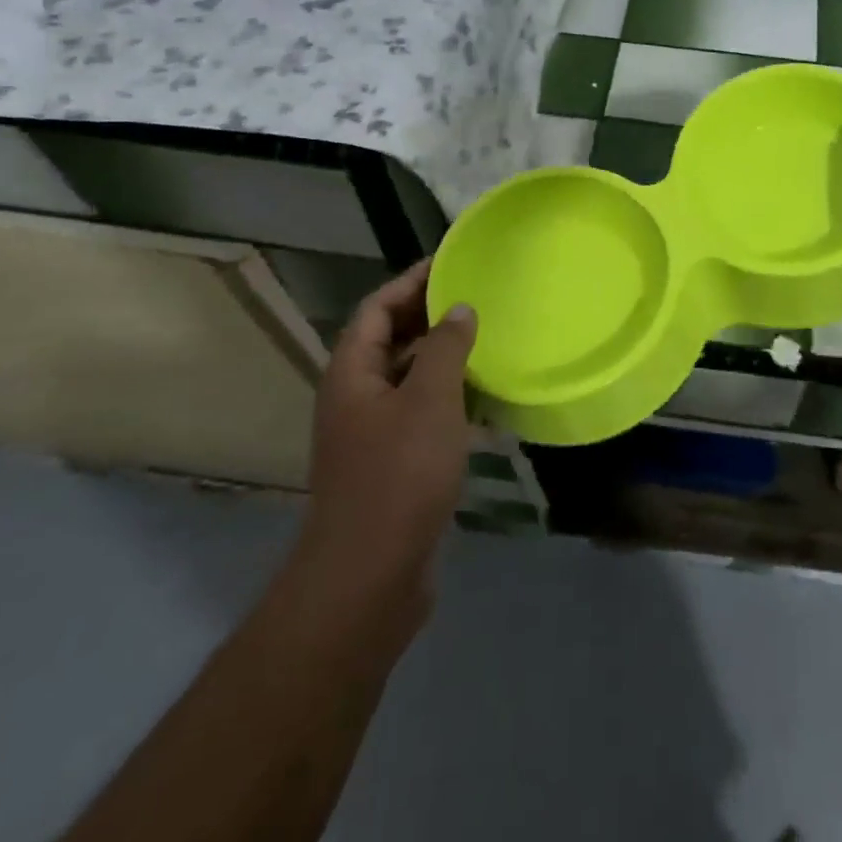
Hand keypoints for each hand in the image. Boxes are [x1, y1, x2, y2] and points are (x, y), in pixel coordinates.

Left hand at [294, 259, 476, 637]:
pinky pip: (422, 414)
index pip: (376, 308)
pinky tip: (487, 402)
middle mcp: (355, 397)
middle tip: (478, 298)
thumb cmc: (398, 476)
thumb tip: (459, 309)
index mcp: (352, 373)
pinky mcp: (392, 465)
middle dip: (430, 316)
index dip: (411, 281)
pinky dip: (451, 399)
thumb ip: (445, 347)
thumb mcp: (429, 400)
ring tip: (489, 341)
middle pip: (389, 340)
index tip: (453, 263)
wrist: (368, 578)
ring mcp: (371, 434)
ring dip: (444, 358)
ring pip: (408, 378)